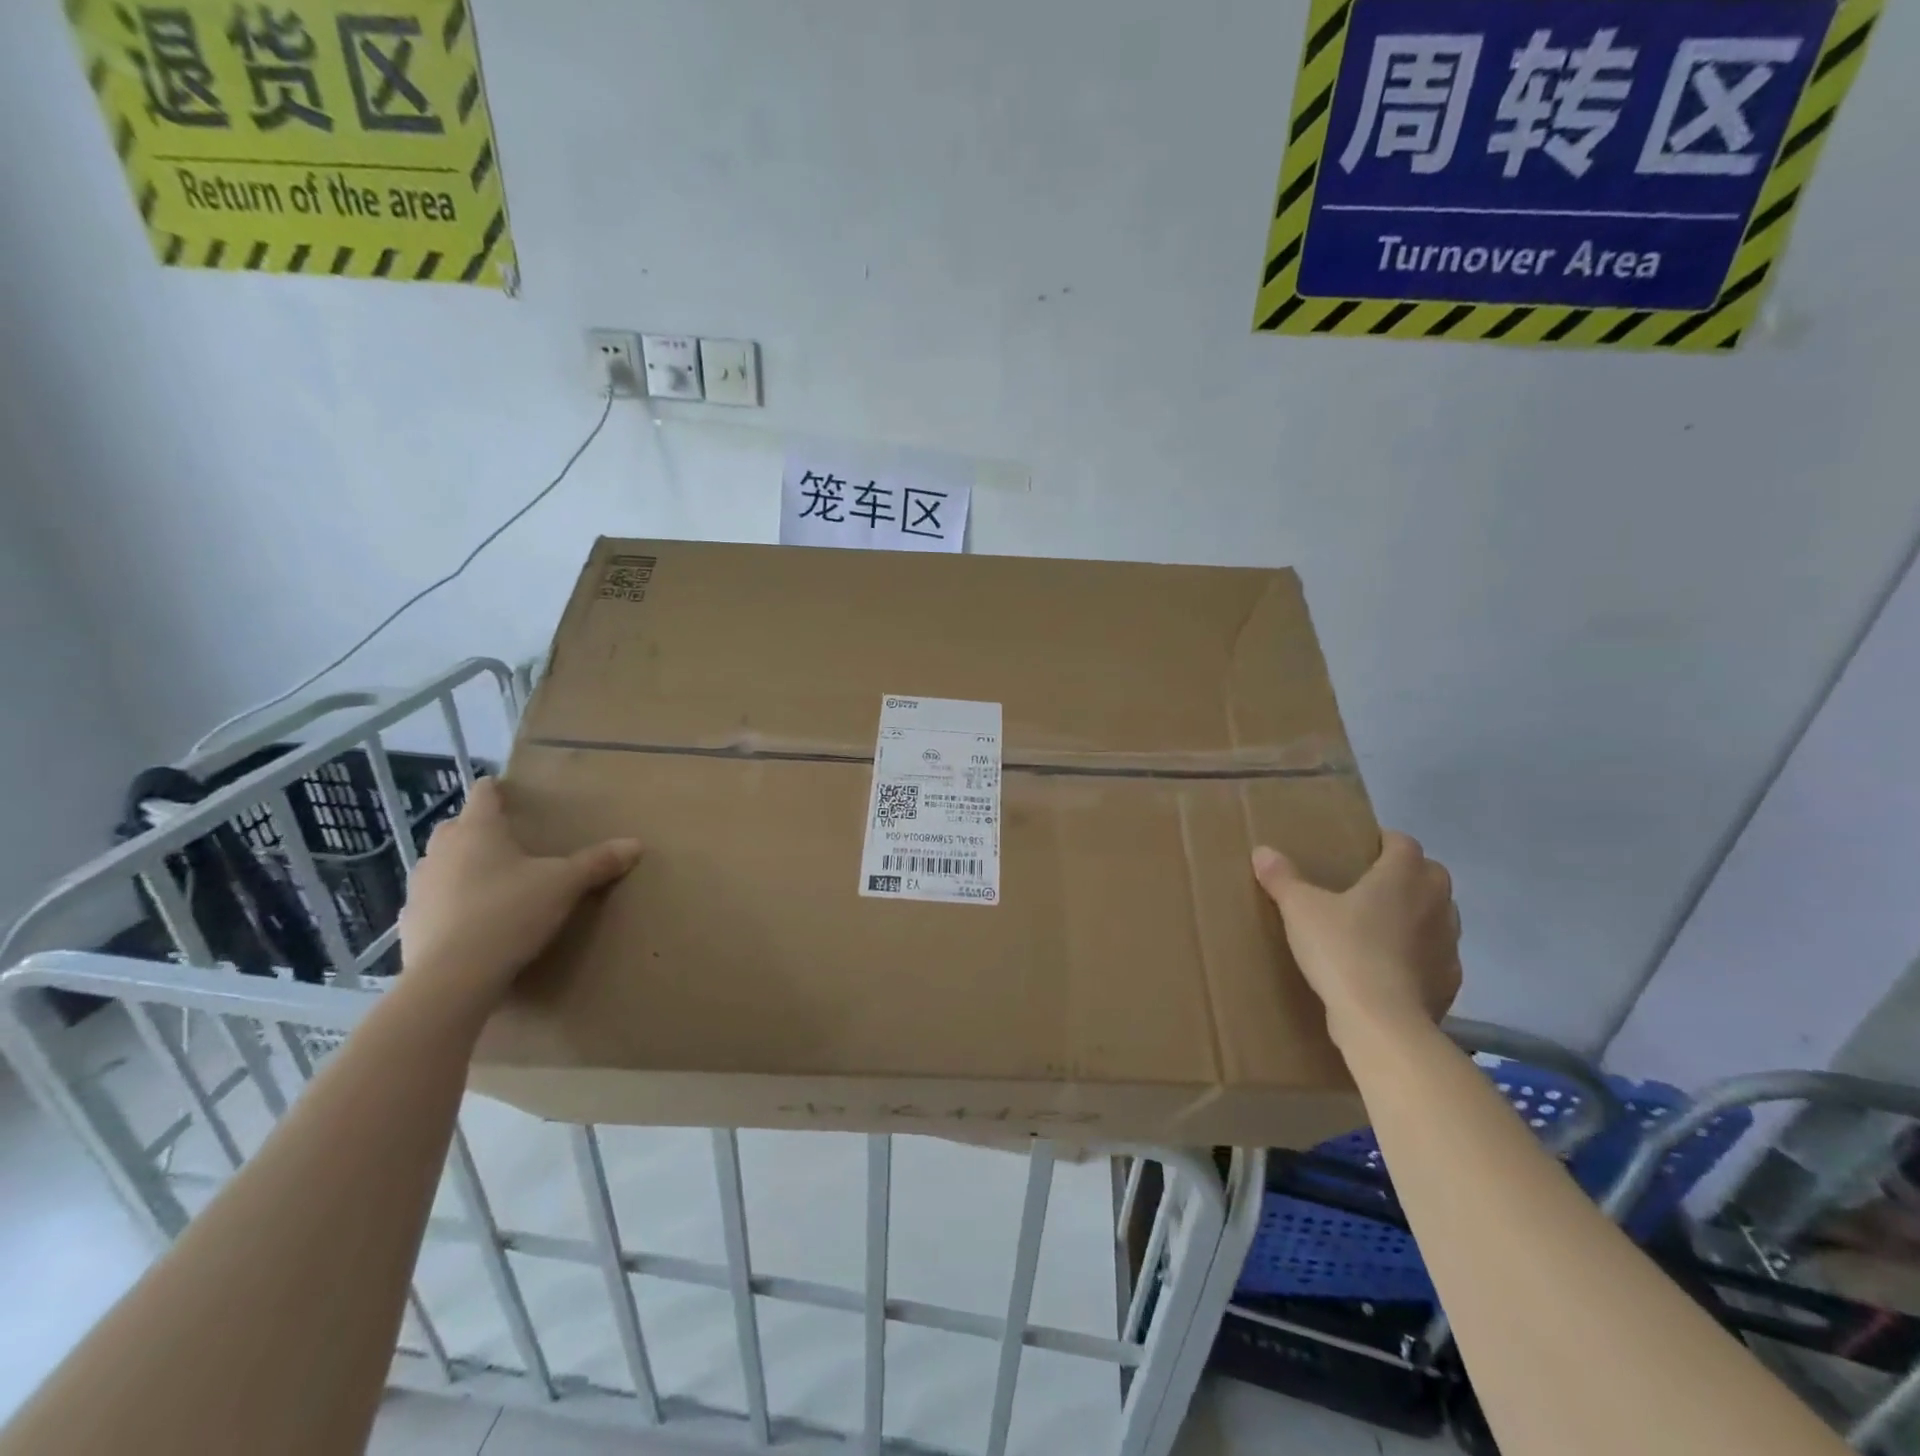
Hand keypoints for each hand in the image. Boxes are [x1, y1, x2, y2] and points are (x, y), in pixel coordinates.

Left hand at [397, 778, 640, 1017]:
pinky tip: (468, 922)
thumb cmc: (510, 913)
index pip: (483, 795)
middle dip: (475, 829)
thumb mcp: (565, 885)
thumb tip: (636, 844)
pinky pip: (431, 902)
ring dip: (458, 867)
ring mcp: (420, 888)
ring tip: (488, 882)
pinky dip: (448, 904)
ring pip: (439, 865)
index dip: (495, 790)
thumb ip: (598, 862)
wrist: (452, 978)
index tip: (505, 790)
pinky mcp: (409, 924)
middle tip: (505, 841)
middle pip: (455, 828)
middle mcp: (442, 851)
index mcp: (478, 831)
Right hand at [1252, 831, 1460, 1046]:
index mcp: (1403, 876)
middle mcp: (1436, 902)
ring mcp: (1448, 943)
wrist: (1382, 1021)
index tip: (1361, 850)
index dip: (1384, 841)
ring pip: (1438, 915)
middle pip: (1430, 874)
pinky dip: (1419, 954)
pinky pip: (1436, 955)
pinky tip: (1391, 967)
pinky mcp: (1450, 980)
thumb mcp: (1299, 910)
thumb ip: (1282, 878)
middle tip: (1369, 886)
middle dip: (1406, 875)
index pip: (1403, 843)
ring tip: (1379, 926)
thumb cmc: (1342, 950)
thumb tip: (1262, 852)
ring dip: (1417, 914)